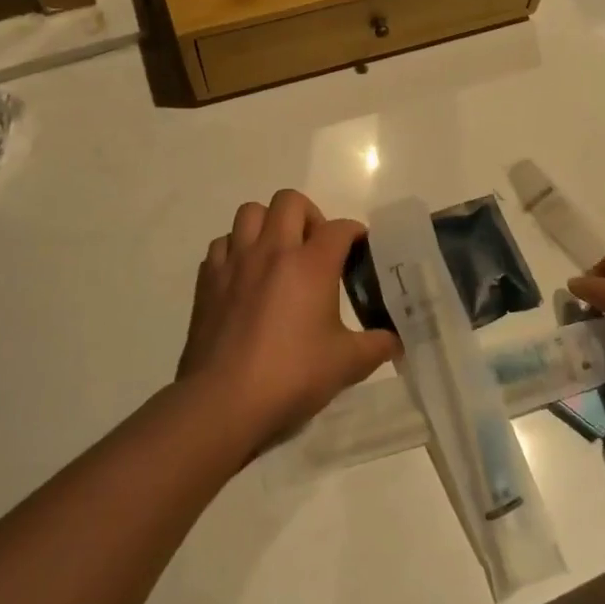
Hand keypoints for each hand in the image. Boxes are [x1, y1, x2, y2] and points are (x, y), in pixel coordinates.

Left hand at [178, 189, 400, 447]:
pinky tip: (245, 277)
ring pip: (250, 213)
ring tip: (278, 254)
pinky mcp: (208, 280)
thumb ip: (378, 345)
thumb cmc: (291, 376)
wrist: (223, 401)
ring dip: (268, 225)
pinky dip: (236, 250)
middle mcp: (272, 250)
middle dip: (309, 216)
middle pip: (290, 201)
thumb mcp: (347, 364)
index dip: (355, 234)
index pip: (340, 228)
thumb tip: (397, 341)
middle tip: (316, 248)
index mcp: (310, 264)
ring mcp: (235, 262)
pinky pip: (222, 244)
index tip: (360, 250)